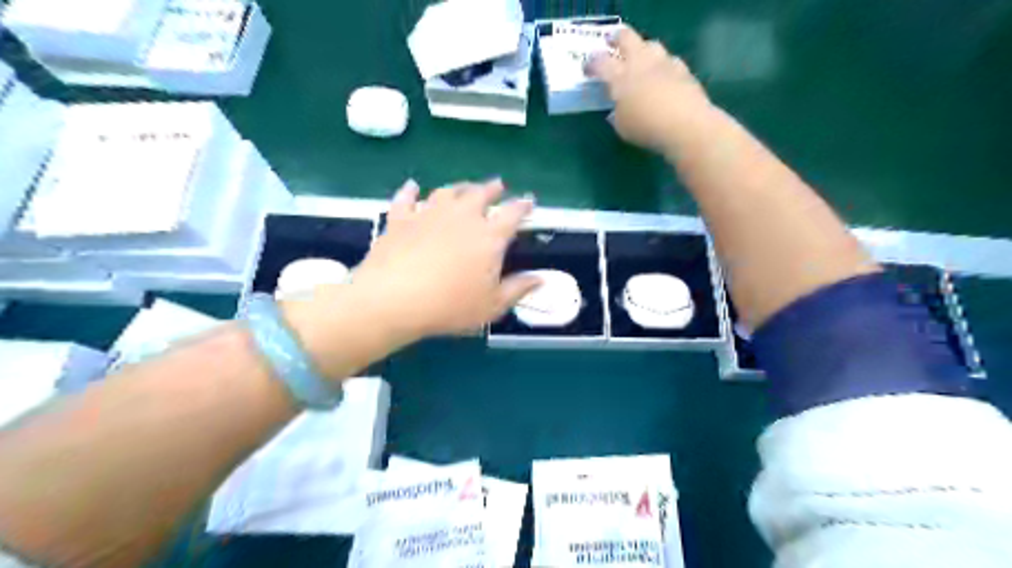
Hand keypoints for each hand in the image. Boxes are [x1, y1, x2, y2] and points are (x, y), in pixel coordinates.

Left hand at [349, 179, 540, 340]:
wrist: (393, 299)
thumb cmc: (450, 306)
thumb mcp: (492, 306)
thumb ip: (518, 289)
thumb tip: (541, 278)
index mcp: (489, 235)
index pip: (513, 213)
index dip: (523, 206)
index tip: (529, 202)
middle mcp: (462, 216)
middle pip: (481, 193)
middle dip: (493, 188)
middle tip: (498, 185)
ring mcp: (429, 213)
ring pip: (447, 191)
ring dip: (459, 187)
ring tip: (464, 187)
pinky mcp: (400, 218)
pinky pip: (406, 198)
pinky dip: (411, 191)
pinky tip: (412, 187)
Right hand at [589, 25, 714, 155]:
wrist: (686, 125)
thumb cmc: (647, 128)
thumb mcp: (622, 127)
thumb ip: (617, 113)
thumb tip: (618, 108)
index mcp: (620, 78)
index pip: (600, 62)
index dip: (591, 63)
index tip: (588, 69)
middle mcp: (640, 63)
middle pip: (626, 38)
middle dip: (616, 39)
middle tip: (611, 44)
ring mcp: (663, 63)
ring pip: (650, 44)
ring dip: (642, 49)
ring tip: (640, 59)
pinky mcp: (682, 69)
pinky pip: (669, 60)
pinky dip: (662, 65)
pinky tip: (662, 76)